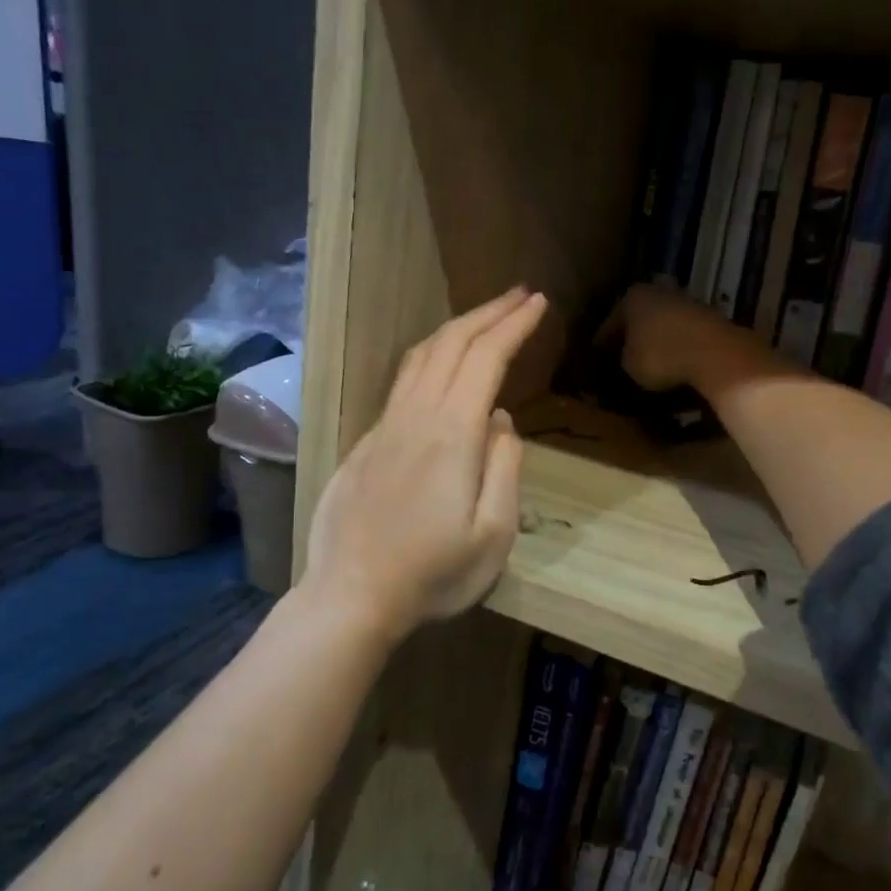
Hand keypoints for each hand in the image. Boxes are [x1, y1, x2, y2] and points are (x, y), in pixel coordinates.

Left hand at [303, 287, 548, 637]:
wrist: (351, 596)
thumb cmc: (432, 574)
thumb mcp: (493, 535)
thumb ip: (504, 469)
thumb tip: (501, 421)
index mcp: (451, 434)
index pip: (486, 359)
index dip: (513, 325)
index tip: (538, 303)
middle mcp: (416, 416)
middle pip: (452, 344)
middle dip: (489, 312)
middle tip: (520, 295)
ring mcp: (386, 427)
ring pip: (420, 356)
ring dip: (457, 327)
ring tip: (485, 317)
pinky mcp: (367, 442)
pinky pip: (403, 381)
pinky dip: (432, 356)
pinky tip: (442, 365)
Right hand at [602, 283, 765, 393]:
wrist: (716, 354)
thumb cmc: (661, 356)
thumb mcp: (628, 367)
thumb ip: (619, 364)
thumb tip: (620, 366)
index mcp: (632, 297)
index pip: (609, 325)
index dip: (601, 347)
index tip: (596, 364)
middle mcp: (659, 292)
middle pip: (638, 321)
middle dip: (631, 342)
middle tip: (621, 365)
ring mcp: (687, 303)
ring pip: (663, 328)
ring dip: (656, 346)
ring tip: (649, 370)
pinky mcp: (710, 320)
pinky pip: (684, 338)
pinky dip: (677, 351)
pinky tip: (673, 368)